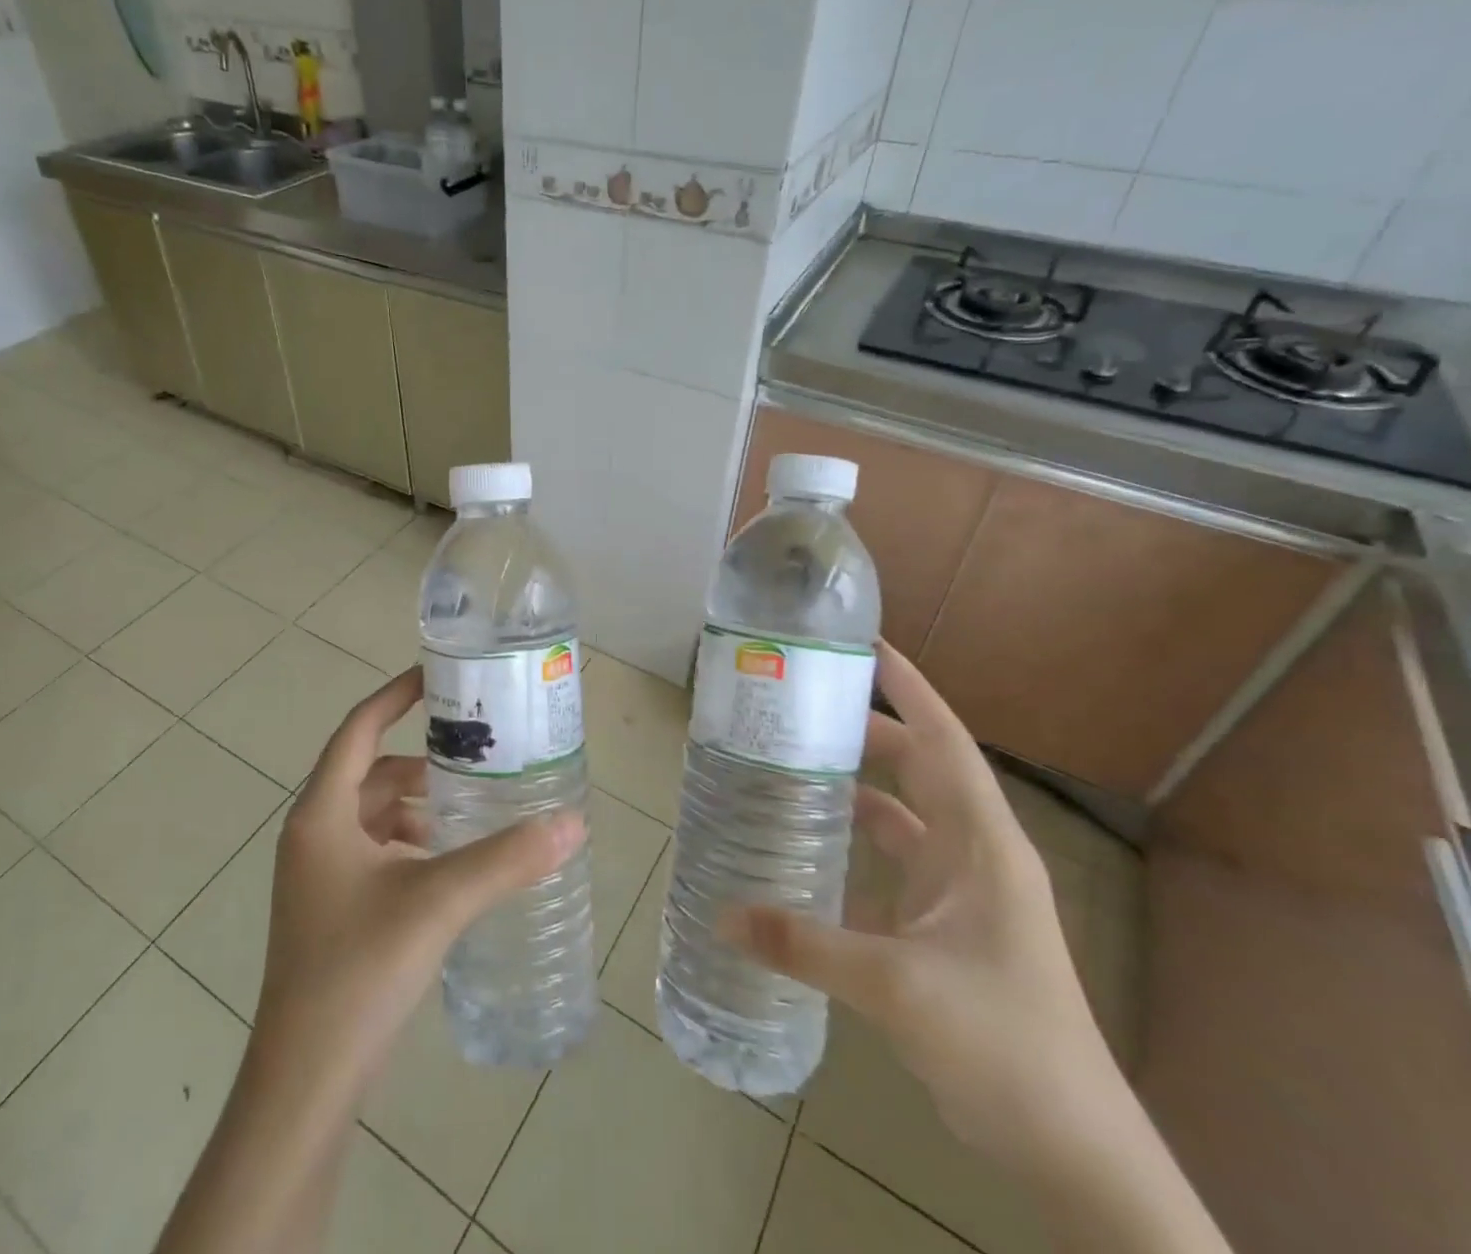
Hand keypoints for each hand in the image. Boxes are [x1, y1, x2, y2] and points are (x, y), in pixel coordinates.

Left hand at [255, 666, 584, 1094]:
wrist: (304, 1083)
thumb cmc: (358, 972)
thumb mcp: (437, 903)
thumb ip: (506, 860)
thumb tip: (572, 823)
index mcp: (322, 815)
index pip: (358, 729)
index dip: (395, 697)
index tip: (438, 677)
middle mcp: (313, 835)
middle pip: (369, 773)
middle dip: (420, 761)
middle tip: (476, 754)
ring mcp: (318, 877)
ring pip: (372, 815)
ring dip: (416, 805)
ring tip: (471, 809)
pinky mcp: (330, 912)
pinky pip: (372, 852)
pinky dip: (408, 843)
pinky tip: (447, 865)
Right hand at [721, 640, 1114, 1158]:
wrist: (1071, 1149)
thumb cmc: (1004, 1046)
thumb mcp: (896, 988)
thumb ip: (805, 945)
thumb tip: (723, 917)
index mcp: (983, 843)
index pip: (944, 740)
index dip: (908, 688)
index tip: (863, 645)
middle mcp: (976, 853)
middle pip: (919, 766)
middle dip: (867, 728)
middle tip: (801, 705)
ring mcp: (963, 891)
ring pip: (905, 813)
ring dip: (859, 784)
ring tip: (796, 761)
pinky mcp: (946, 925)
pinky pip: (894, 860)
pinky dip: (857, 840)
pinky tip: (811, 843)